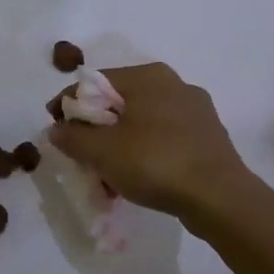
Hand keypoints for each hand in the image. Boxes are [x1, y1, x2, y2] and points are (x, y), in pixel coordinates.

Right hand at [47, 62, 252, 220]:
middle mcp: (174, 84)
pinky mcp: (207, 137)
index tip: (53, 129)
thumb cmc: (156, 163)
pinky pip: (163, 140)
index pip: (94, 82)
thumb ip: (72, 137)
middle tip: (79, 157)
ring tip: (105, 178)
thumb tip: (57, 129)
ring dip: (117, 147)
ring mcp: (195, 111)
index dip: (68, 104)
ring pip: (141, 124)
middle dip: (94, 131)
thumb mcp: (102, 151)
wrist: (220, 197)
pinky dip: (142, 155)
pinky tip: (134, 181)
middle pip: (118, 104)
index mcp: (148, 76)